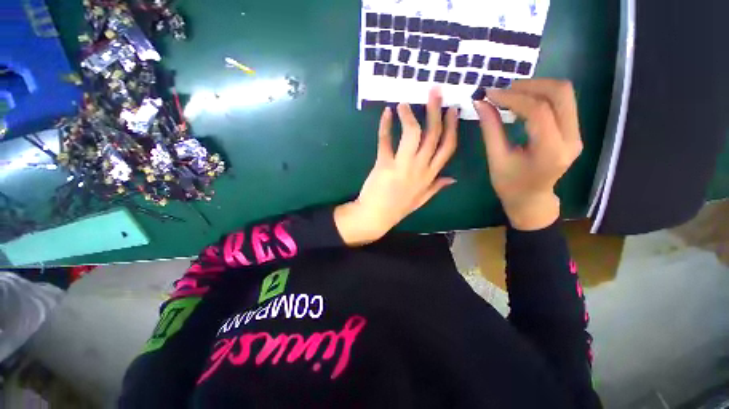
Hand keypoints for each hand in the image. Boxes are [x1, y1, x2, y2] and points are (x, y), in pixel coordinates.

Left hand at [335, 88, 458, 244]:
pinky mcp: (384, 164)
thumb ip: (437, 187)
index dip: (452, 127)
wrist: (376, 216)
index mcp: (430, 176)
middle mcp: (420, 168)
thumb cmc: (398, 207)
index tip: (453, 109)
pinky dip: (385, 126)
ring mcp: (402, 166)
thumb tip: (453, 179)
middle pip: (433, 135)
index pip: (448, 147)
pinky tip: (386, 113)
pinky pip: (386, 141)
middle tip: (434, 91)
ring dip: (410, 115)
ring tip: (405, 102)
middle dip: (436, 111)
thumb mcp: (422, 199)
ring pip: (413, 134)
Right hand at [473, 79, 582, 230]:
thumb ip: (490, 129)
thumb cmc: (510, 184)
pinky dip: (541, 96)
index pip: (538, 111)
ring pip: (564, 94)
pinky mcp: (573, 130)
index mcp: (550, 151)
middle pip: (560, 94)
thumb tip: (481, 103)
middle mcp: (571, 139)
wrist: (531, 198)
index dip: (512, 98)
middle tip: (504, 90)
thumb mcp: (496, 159)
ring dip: (536, 87)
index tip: (490, 94)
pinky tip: (522, 103)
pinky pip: (562, 102)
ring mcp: (576, 133)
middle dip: (530, 85)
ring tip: (510, 94)